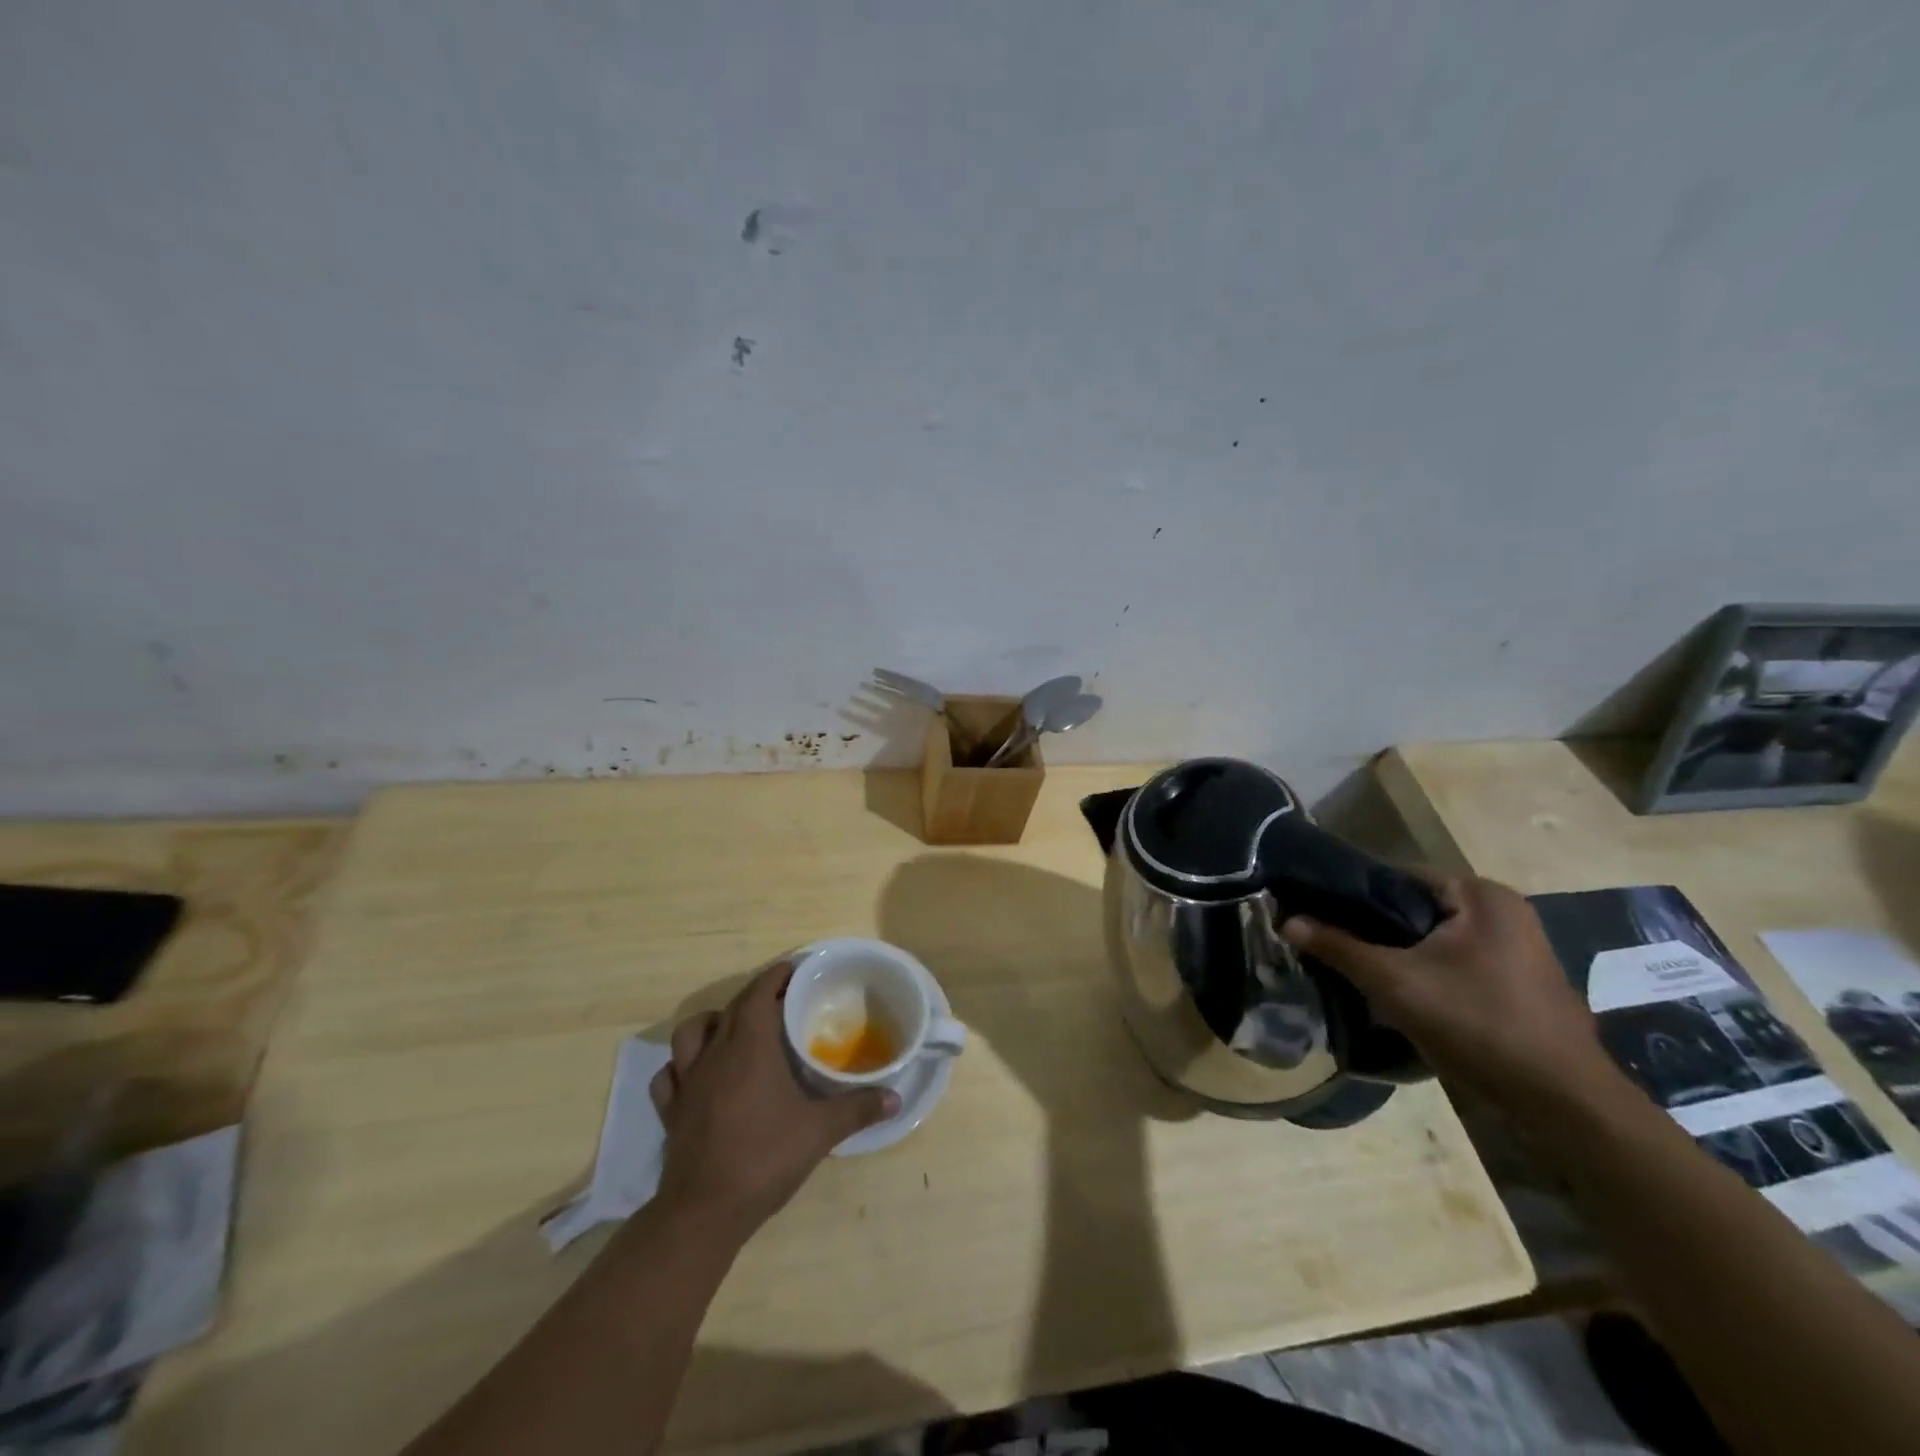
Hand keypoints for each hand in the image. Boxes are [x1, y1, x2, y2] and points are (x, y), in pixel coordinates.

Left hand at [648, 959, 897, 1237]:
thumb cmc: (765, 1158)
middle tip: (780, 1001)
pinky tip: (698, 1075)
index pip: (758, 993)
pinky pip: (669, 1075)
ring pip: (690, 1033)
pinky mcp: (671, 1111)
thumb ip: (857, 1109)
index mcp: (750, 1046)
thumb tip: (895, 1098)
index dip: (775, 976)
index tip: (793, 969)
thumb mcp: (820, 1132)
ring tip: (732, 1030)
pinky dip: (682, 1066)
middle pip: (731, 1008)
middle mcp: (716, 1053)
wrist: (704, 1211)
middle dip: (754, 996)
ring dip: (711, 1023)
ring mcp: (688, 1081)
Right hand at [1281, 874, 1616, 1107]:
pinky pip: (1455, 963)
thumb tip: (1286, 921)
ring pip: (1433, 939)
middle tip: (1333, 947)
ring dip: (1398, 955)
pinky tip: (1401, 997)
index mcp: (1481, 895)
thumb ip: (1338, 946)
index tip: (1318, 915)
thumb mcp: (1395, 983)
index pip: (1397, 877)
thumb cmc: (1479, 1024)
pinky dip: (1426, 973)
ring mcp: (1516, 948)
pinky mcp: (1519, 982)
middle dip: (1374, 929)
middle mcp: (1503, 911)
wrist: (1564, 1104)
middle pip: (1415, 909)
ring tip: (1358, 972)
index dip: (1353, 895)